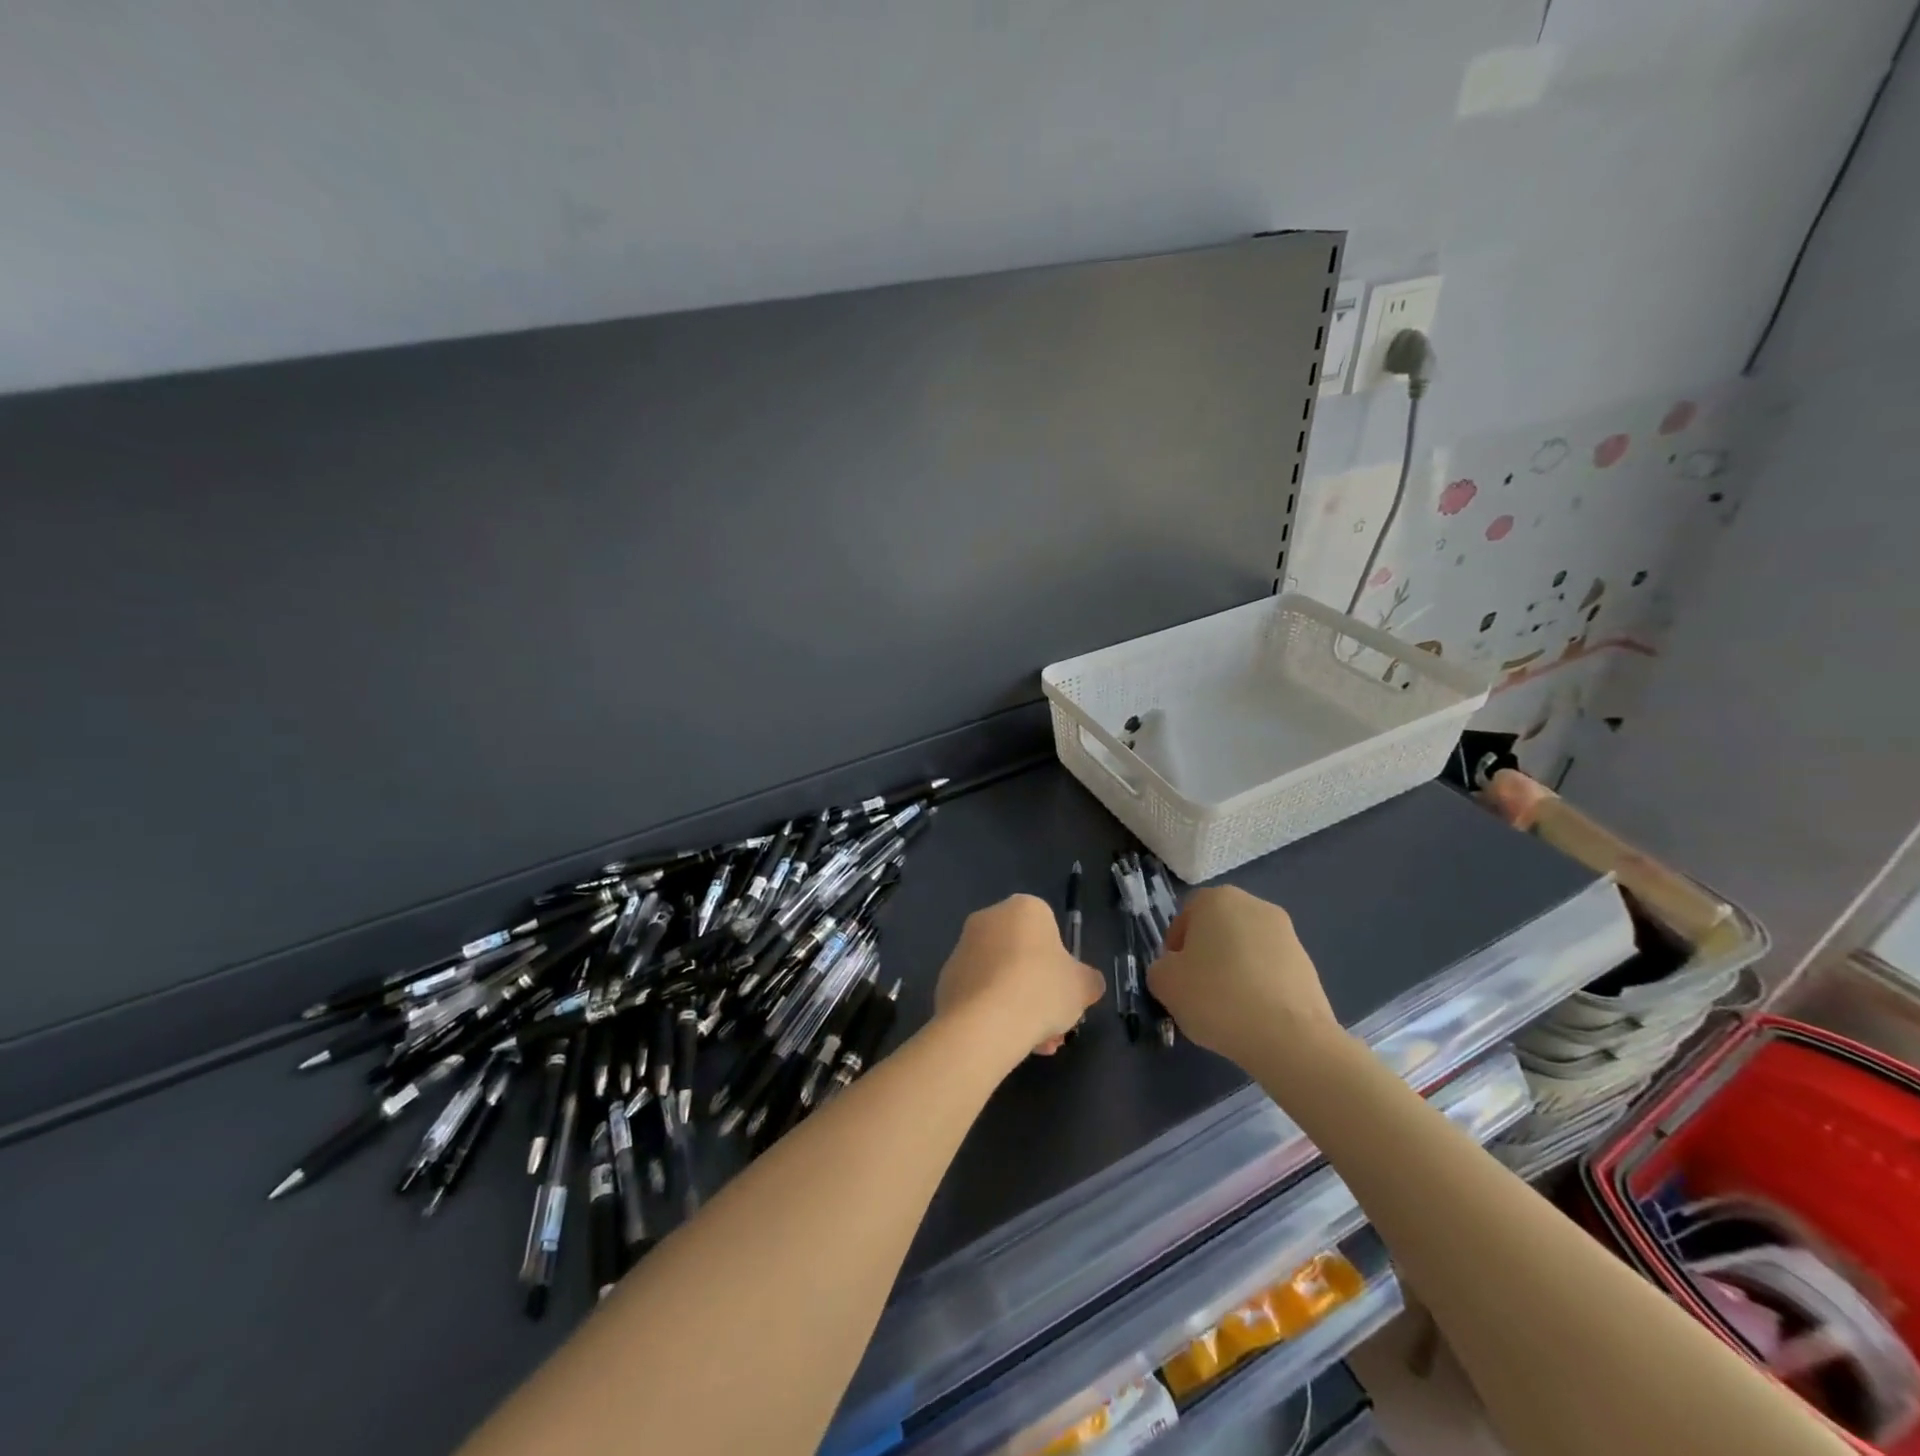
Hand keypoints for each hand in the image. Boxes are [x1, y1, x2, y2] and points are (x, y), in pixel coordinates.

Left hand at [934, 895, 1104, 1058]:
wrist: (984, 1022)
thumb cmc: (1041, 990)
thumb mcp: (1082, 987)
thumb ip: (1088, 981)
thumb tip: (1087, 984)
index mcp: (1024, 908)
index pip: (1048, 929)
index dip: (1060, 964)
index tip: (1065, 992)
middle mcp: (989, 918)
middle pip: (1022, 955)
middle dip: (1038, 989)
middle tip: (1053, 1023)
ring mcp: (963, 947)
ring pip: (1001, 977)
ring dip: (1018, 1005)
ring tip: (1035, 1044)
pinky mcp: (946, 978)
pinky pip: (979, 993)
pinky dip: (993, 1012)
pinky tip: (1007, 1042)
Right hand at [1146, 887, 1342, 1071]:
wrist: (1290, 1038)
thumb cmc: (1217, 998)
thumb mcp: (1165, 984)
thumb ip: (1160, 969)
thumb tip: (1175, 971)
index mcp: (1217, 899)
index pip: (1185, 916)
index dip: (1175, 947)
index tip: (1175, 977)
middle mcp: (1254, 906)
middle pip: (1218, 930)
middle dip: (1206, 956)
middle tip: (1198, 992)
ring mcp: (1287, 934)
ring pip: (1246, 950)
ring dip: (1234, 971)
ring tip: (1229, 1010)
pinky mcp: (1308, 964)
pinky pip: (1270, 971)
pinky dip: (1259, 987)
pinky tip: (1254, 1017)